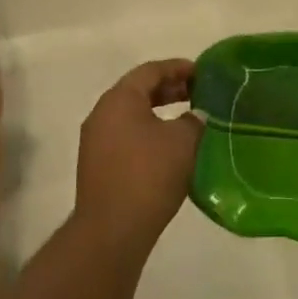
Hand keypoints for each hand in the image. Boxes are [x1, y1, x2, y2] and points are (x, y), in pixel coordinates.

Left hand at [74, 60, 203, 256]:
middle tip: (198, 93)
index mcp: (120, 98)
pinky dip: (147, 130)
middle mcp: (102, 112)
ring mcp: (95, 140)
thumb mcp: (183, 141)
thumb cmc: (149, 174)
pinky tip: (168, 146)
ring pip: (131, 114)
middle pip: (138, 90)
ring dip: (159, 111)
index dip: (178, 68)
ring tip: (187, 118)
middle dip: (169, 89)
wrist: (112, 230)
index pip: (151, 70)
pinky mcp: (97, 164)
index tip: (202, 73)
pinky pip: (125, 134)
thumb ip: (195, 120)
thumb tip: (197, 115)